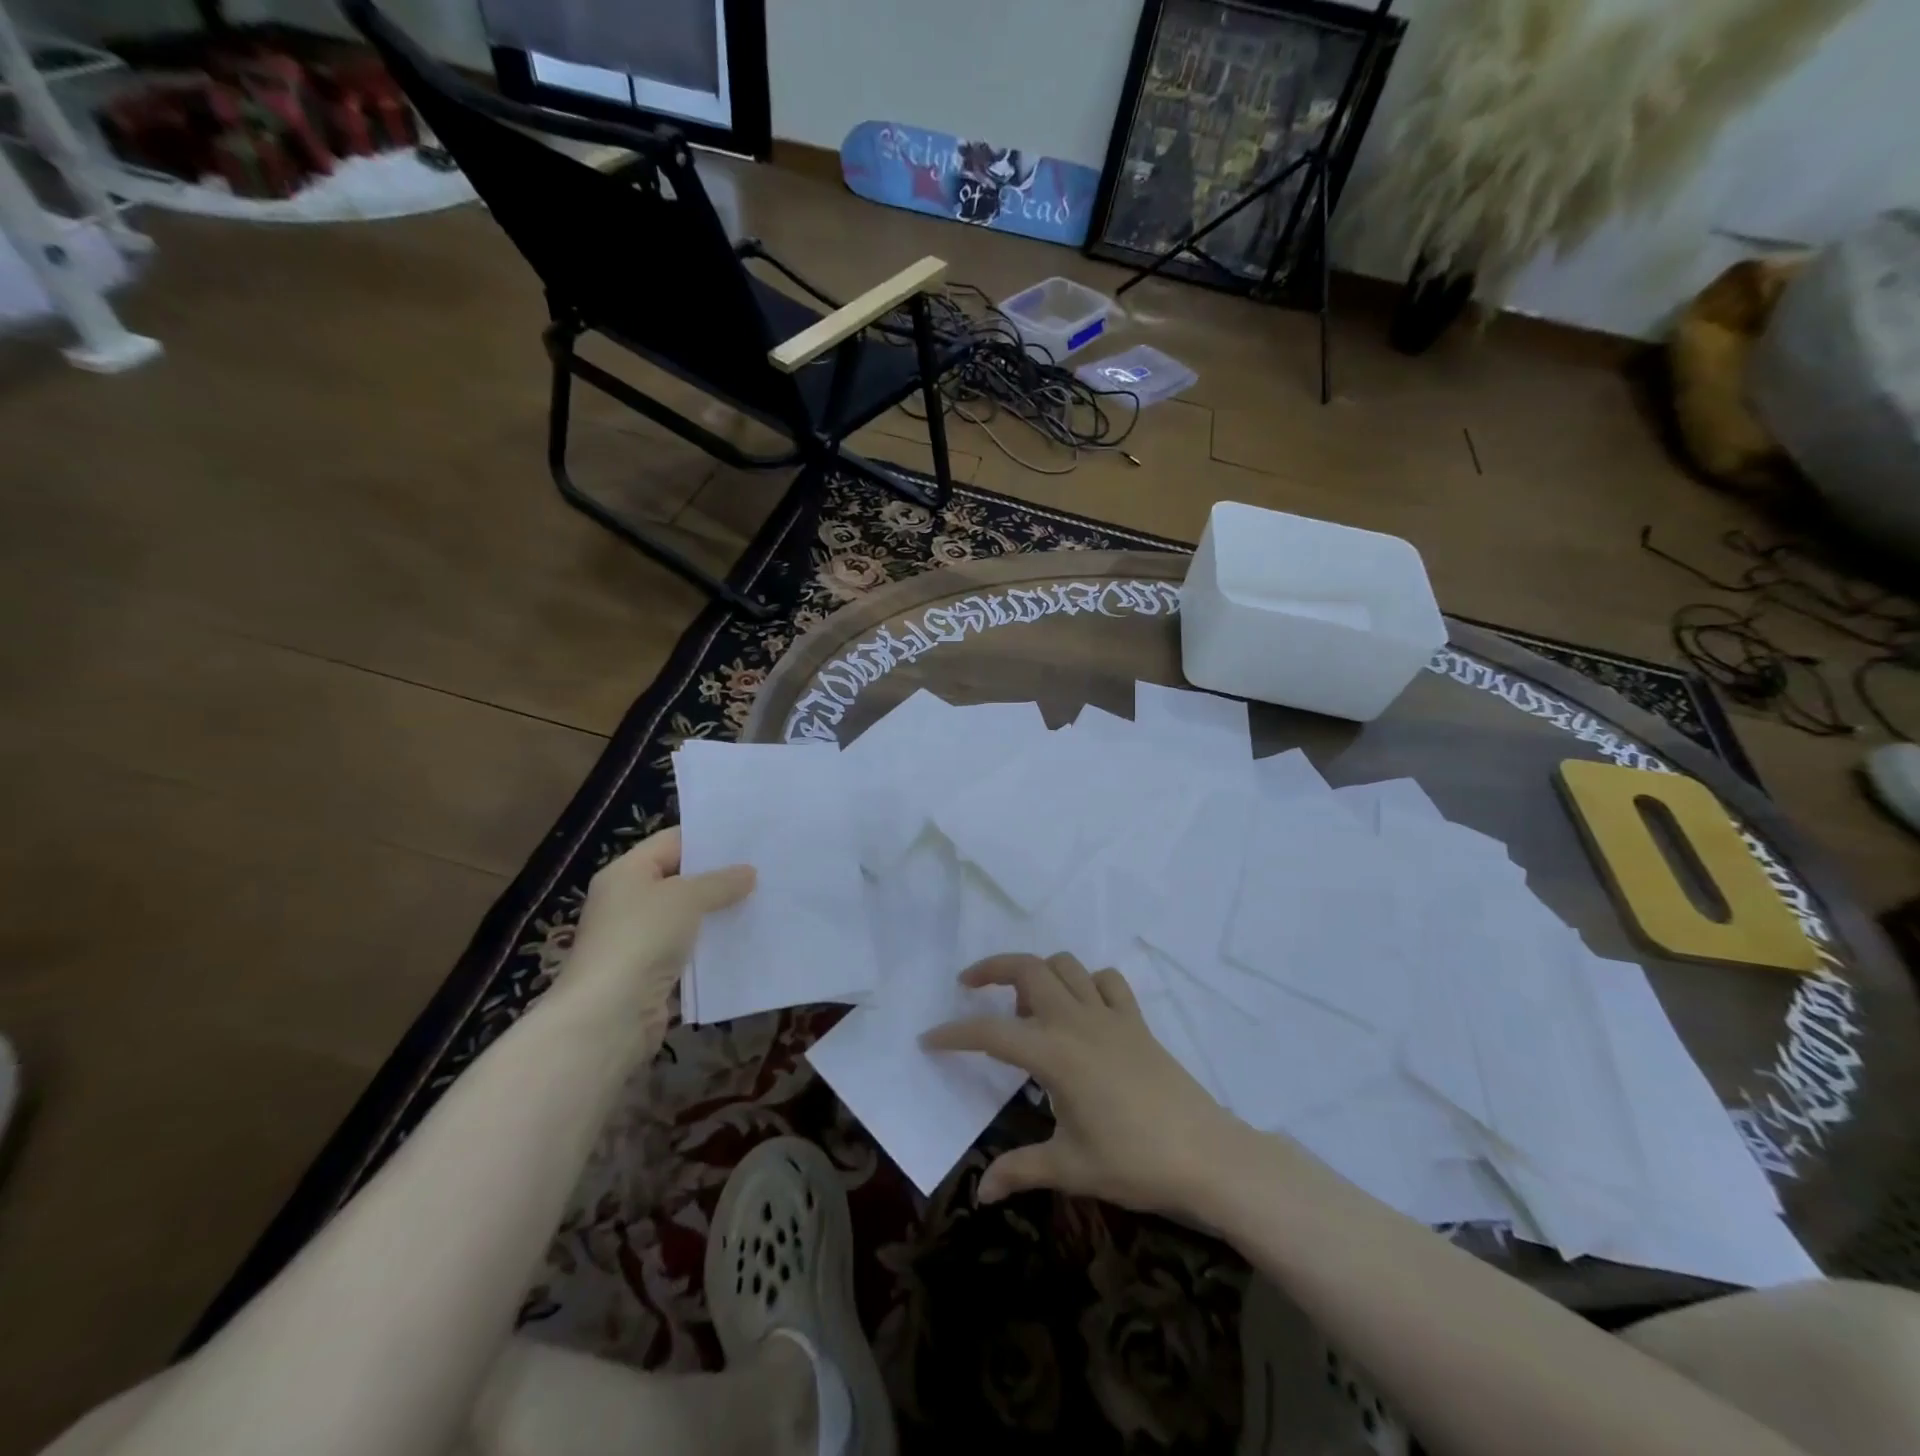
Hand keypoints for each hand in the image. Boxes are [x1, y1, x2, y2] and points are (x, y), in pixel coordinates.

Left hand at [559, 827, 754, 1029]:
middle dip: (718, 876)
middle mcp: (628, 900)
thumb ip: (720, 882)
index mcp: (626, 872)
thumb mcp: (687, 898)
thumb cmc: (642, 938)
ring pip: (687, 916)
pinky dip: (711, 944)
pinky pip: (688, 948)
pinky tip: (744, 939)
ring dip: (718, 912)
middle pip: (680, 878)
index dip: (707, 838)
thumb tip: (749, 873)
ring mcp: (638, 938)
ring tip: (762, 900)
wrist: (609, 1015)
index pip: (671, 842)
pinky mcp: (651, 971)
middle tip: (763, 868)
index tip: (748, 838)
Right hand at [922, 953, 1248, 1215]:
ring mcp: (1110, 1015)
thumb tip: (981, 1192)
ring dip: (1038, 973)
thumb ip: (1020, 1170)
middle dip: (992, 969)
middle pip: (1028, 969)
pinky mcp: (1136, 1020)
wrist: (1207, 1155)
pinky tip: (1080, 1010)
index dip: (955, 1034)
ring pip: (1066, 965)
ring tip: (1026, 1007)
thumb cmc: (1134, 1162)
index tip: (929, 1039)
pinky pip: (1106, 981)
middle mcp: (1077, 1020)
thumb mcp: (1071, 1168)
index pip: (991, 1033)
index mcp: (1054, 1053)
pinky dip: (1086, 982)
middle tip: (968, 986)